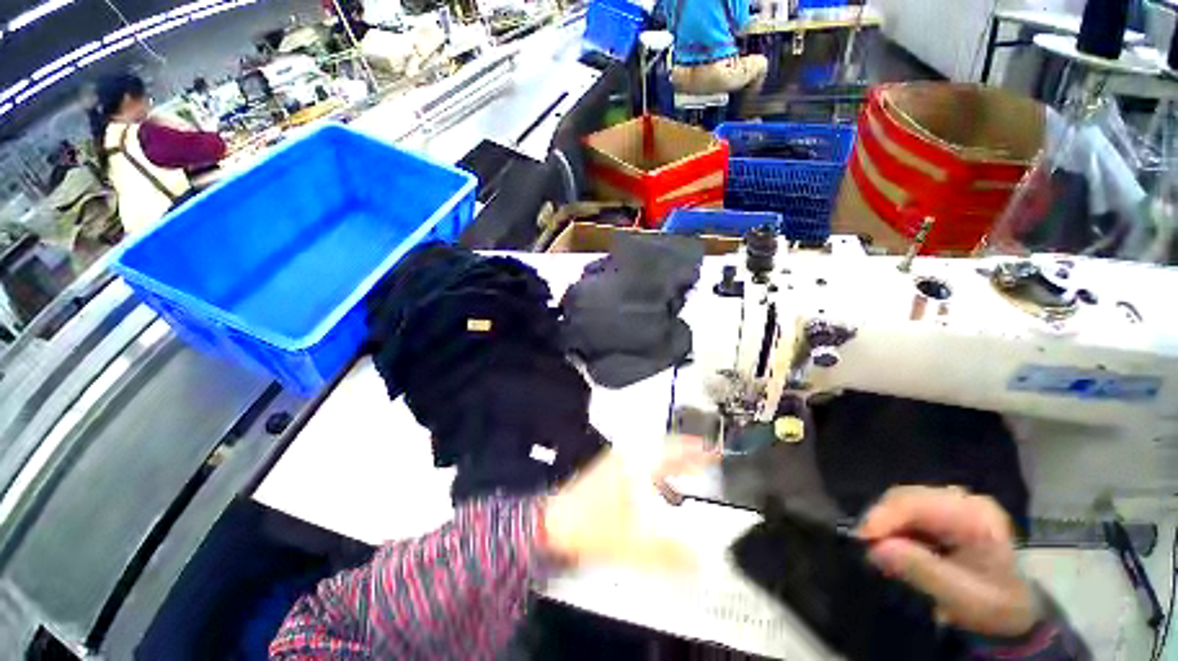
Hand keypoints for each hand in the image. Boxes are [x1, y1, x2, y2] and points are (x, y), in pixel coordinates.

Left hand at [543, 436, 716, 569]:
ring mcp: (616, 463)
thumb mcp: (633, 545)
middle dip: (687, 454)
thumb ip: (669, 554)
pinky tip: (661, 486)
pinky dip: (658, 470)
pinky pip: (642, 464)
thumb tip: (703, 564)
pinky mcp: (610, 473)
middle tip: (708, 460)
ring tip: (690, 471)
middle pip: (663, 449)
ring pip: (652, 456)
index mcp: (635, 464)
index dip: (694, 449)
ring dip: (672, 461)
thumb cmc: (591, 528)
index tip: (713, 451)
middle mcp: (627, 458)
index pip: (671, 448)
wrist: (552, 525)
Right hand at [857, 486, 1041, 636]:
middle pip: (905, 497)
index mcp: (975, 515)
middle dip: (881, 519)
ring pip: (902, 501)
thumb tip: (876, 548)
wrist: (1017, 609)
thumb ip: (922, 570)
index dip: (884, 516)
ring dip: (886, 523)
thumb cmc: (994, 605)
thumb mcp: (962, 597)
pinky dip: (894, 526)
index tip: (860, 538)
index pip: (917, 503)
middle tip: (866, 546)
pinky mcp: (943, 510)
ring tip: (878, 548)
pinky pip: (907, 509)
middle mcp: (962, 499)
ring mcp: (952, 502)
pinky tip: (894, 544)